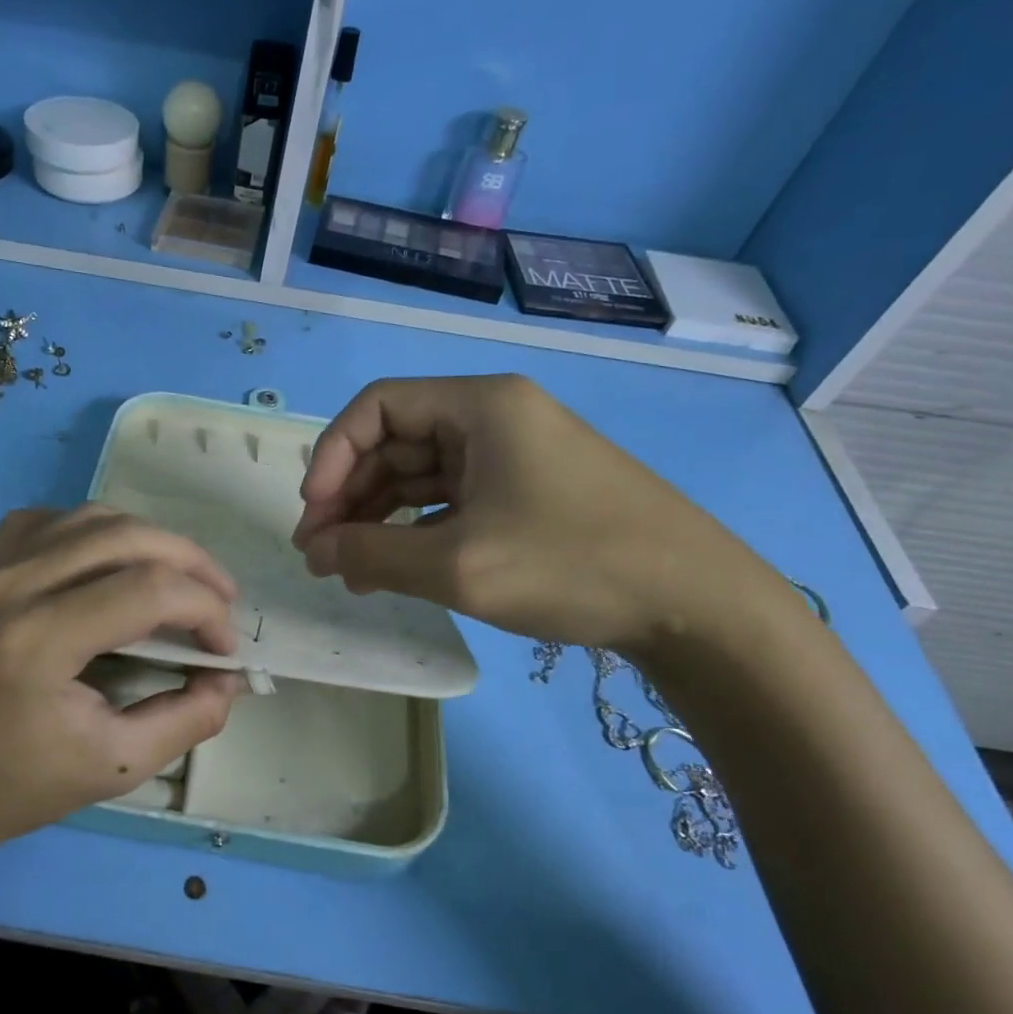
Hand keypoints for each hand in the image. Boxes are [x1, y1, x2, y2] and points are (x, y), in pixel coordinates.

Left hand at [0, 505, 243, 873]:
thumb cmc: (17, 787)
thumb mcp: (116, 767)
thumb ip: (187, 719)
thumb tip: (230, 676)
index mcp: (37, 642)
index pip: (148, 590)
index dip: (204, 610)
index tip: (224, 648)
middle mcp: (9, 587)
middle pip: (126, 536)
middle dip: (191, 563)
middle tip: (221, 600)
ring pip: (90, 518)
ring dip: (148, 540)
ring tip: (179, 579)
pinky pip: (47, 521)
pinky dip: (94, 532)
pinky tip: (110, 563)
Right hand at [291, 375, 777, 652]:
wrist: (698, 608)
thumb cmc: (573, 565)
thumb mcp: (458, 563)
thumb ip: (372, 552)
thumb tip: (315, 550)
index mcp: (480, 406)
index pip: (376, 407)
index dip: (333, 456)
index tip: (314, 515)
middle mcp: (494, 417)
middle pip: (395, 442)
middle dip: (351, 496)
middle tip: (320, 554)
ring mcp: (513, 456)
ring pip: (420, 475)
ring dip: (378, 519)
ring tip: (348, 571)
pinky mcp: (526, 492)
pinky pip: (450, 500)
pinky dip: (415, 531)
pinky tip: (392, 569)